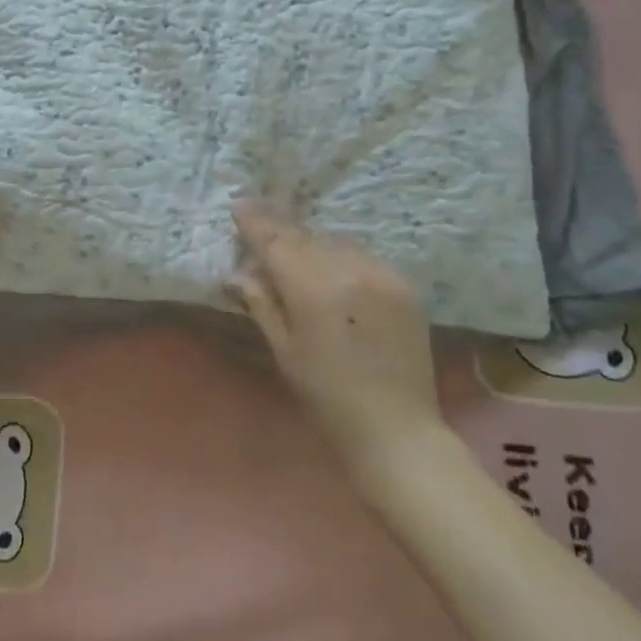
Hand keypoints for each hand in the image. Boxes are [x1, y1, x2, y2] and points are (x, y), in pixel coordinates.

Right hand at [228, 203, 443, 470]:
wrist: (398, 432)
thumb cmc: (328, 399)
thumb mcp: (285, 352)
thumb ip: (261, 304)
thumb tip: (237, 274)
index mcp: (313, 289)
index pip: (276, 242)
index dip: (255, 223)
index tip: (238, 208)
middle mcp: (348, 270)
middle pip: (304, 237)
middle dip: (280, 231)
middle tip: (261, 227)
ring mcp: (381, 274)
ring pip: (334, 242)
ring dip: (311, 243)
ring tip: (295, 250)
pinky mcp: (403, 285)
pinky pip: (363, 256)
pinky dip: (341, 256)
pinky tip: (332, 270)